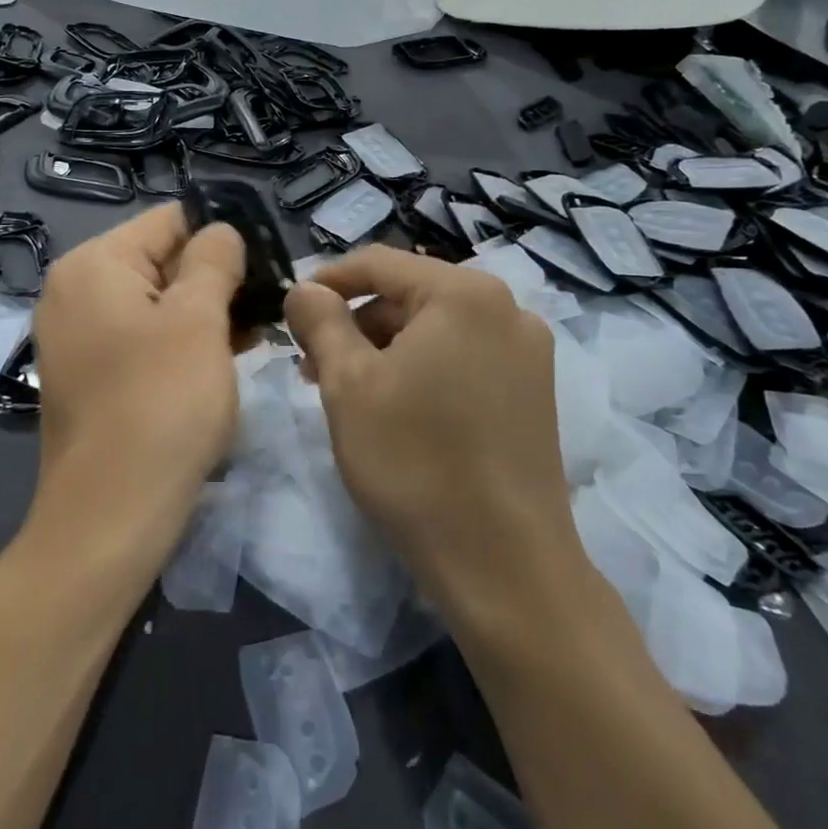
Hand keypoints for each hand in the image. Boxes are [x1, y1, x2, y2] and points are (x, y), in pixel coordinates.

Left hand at [29, 204, 245, 553]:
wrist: (111, 515)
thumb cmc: (161, 404)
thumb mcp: (198, 320)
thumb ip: (213, 261)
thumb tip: (221, 231)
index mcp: (93, 265)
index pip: (170, 221)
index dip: (222, 236)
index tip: (266, 266)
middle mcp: (74, 292)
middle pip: (160, 261)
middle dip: (215, 280)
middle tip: (265, 306)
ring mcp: (77, 337)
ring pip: (156, 303)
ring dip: (204, 314)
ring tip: (253, 335)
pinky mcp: (89, 376)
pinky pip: (142, 339)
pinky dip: (180, 343)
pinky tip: (221, 361)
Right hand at [283, 246, 579, 605]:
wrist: (505, 565)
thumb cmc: (415, 462)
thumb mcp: (348, 385)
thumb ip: (321, 322)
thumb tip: (305, 289)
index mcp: (464, 293)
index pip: (379, 263)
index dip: (328, 281)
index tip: (292, 311)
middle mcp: (507, 308)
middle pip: (410, 295)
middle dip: (356, 322)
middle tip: (313, 365)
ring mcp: (528, 351)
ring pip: (436, 328)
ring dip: (385, 348)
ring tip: (348, 392)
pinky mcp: (535, 391)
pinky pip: (464, 357)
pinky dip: (422, 368)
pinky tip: (396, 408)